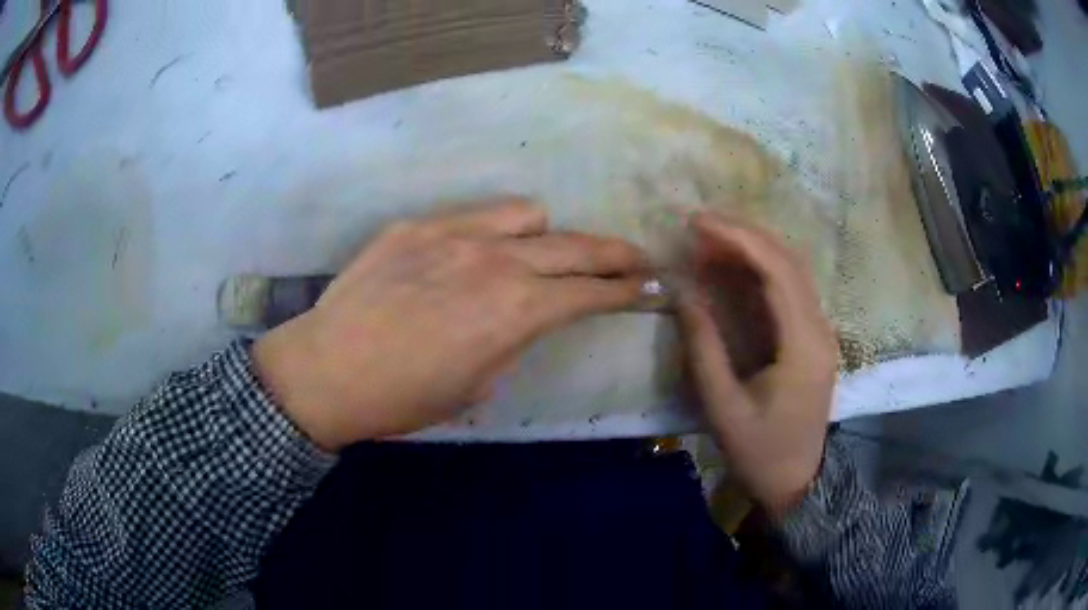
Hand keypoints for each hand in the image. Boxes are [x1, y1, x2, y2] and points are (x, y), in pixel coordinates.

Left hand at [253, 200, 648, 450]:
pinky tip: (473, 253)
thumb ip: (512, 339)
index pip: (590, 292)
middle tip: (635, 258)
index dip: (628, 290)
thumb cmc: (404, 397)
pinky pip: (473, 214)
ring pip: (526, 214)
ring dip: (544, 235)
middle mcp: (495, 260)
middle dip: (615, 253)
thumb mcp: (477, 384)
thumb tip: (524, 316)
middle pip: (575, 246)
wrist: (328, 370)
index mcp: (515, 311)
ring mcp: (454, 233)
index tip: (651, 286)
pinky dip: (491, 231)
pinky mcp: (417, 224)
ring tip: (536, 254)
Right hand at [677, 212, 837, 517]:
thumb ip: (704, 346)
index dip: (737, 238)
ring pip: (793, 269)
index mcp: (803, 345)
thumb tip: (683, 292)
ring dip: (753, 247)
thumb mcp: (723, 406)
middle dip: (744, 234)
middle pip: (789, 260)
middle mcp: (820, 328)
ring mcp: (821, 331)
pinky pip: (790, 288)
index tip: (697, 223)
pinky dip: (761, 269)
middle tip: (698, 226)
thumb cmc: (761, 452)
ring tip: (710, 241)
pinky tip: (734, 267)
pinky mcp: (813, 337)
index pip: (776, 271)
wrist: (799, 483)